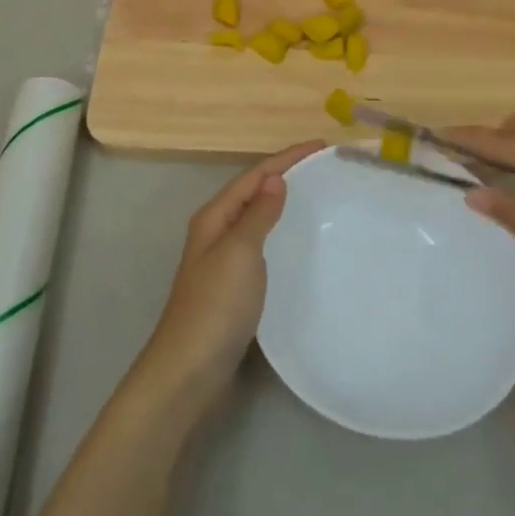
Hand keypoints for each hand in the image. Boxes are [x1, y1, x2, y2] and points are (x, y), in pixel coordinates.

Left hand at [135, 141, 323, 407]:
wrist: (190, 369)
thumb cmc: (216, 305)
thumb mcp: (239, 252)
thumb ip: (258, 214)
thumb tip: (275, 178)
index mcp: (214, 217)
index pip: (254, 175)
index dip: (287, 158)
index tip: (322, 146)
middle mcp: (216, 232)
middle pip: (253, 192)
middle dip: (285, 175)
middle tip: (324, 169)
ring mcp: (223, 260)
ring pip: (257, 218)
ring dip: (282, 203)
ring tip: (317, 197)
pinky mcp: (233, 286)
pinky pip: (261, 246)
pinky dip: (280, 234)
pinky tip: (299, 244)